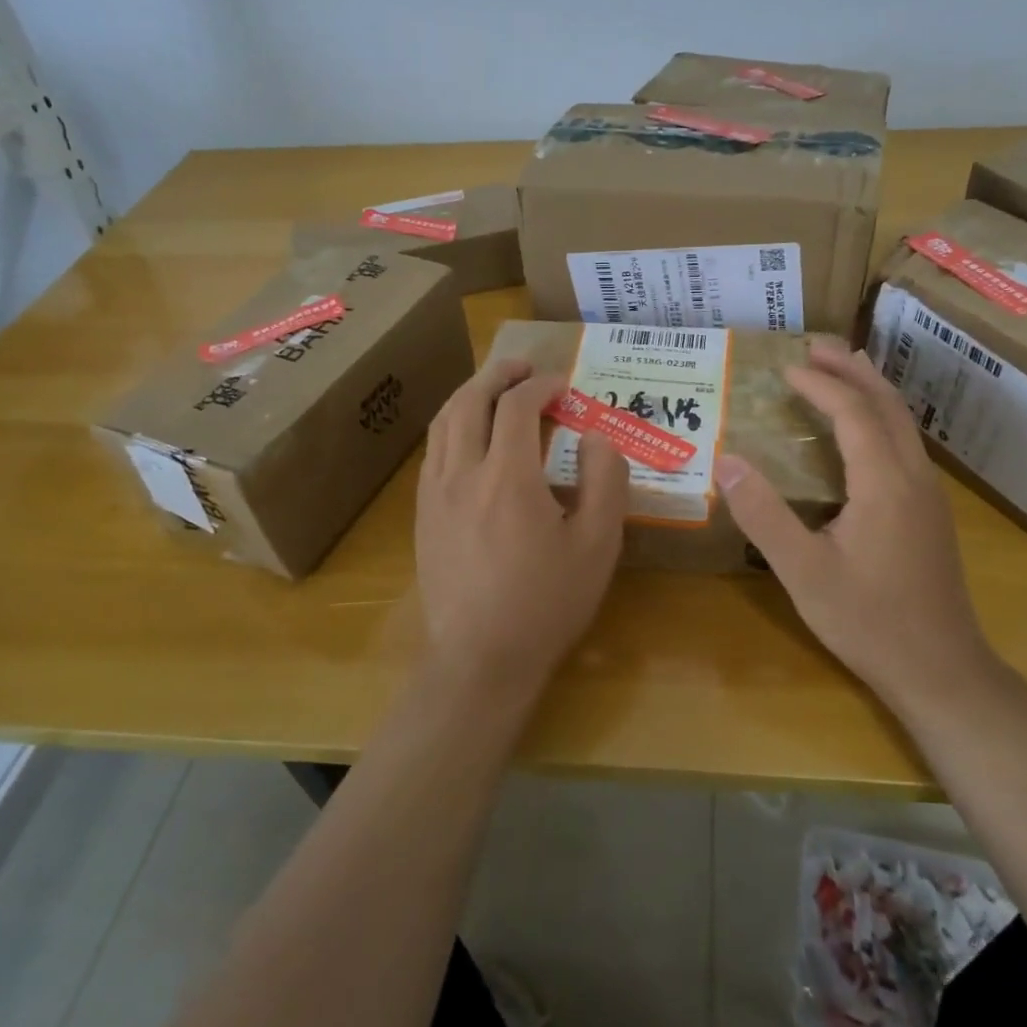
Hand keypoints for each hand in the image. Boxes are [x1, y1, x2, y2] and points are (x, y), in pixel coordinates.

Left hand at [416, 360, 630, 696]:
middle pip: (470, 401)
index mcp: (507, 477)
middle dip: (497, 375)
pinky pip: (433, 451)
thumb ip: (604, 481)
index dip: (541, 385)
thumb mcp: (597, 545)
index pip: (517, 406)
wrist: (481, 659)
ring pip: (443, 422)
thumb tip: (596, 437)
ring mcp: (435, 494)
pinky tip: (469, 438)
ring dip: (470, 395)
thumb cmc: (547, 603)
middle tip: (523, 367)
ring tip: (494, 390)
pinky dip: (453, 426)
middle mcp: (462, 473)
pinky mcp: (422, 516)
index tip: (563, 385)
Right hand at [712, 336, 992, 710]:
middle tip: (817, 344)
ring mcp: (929, 494)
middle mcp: (914, 476)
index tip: (785, 367)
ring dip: (871, 389)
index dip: (820, 385)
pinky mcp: (931, 513)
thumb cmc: (869, 621)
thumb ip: (764, 514)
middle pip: (887, 404)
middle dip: (852, 369)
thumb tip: (726, 461)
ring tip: (840, 369)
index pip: (853, 412)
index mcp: (885, 482)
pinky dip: (880, 417)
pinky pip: (906, 443)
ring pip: (904, 422)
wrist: (941, 670)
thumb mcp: (803, 571)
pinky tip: (862, 430)